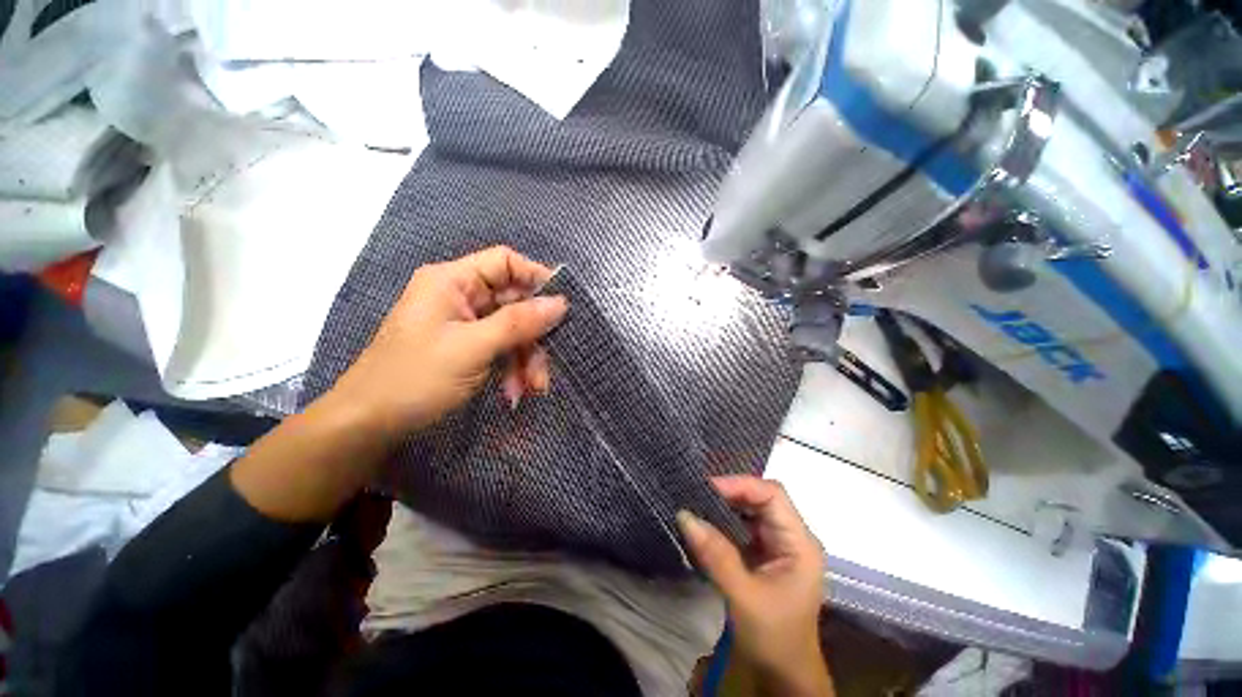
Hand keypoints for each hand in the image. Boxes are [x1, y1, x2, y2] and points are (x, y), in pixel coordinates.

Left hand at [331, 246, 568, 436]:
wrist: (370, 423)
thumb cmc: (415, 377)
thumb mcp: (472, 348)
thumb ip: (519, 322)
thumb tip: (561, 303)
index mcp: (453, 281)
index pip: (505, 262)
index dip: (536, 278)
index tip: (563, 305)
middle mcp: (461, 296)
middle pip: (514, 303)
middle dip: (533, 336)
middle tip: (546, 365)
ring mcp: (465, 324)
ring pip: (513, 330)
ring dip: (526, 359)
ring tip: (532, 388)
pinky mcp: (468, 347)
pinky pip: (502, 349)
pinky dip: (512, 369)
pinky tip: (514, 392)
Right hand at [677, 477, 833, 695]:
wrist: (785, 677)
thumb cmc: (774, 639)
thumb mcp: (743, 597)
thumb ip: (716, 554)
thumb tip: (684, 515)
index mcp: (799, 543)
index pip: (772, 495)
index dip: (740, 485)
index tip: (706, 487)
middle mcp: (792, 537)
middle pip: (762, 498)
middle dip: (730, 492)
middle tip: (696, 493)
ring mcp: (779, 545)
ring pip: (751, 510)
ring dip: (725, 505)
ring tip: (697, 503)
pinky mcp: (765, 554)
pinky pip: (744, 526)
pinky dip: (724, 521)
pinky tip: (706, 523)